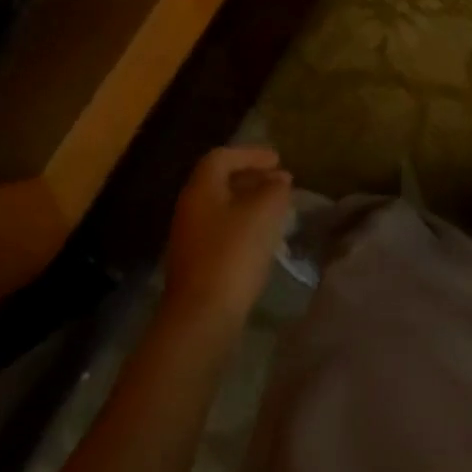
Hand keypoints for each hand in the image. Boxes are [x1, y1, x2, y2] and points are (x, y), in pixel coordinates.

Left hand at [161, 145, 292, 336]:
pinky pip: (222, 230)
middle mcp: (190, 207)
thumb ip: (275, 189)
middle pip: (221, 181)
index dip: (251, 154)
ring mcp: (191, 237)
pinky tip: (264, 238)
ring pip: (223, 207)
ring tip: (277, 209)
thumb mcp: (264, 212)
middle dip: (252, 177)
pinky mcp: (197, 263)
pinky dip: (244, 225)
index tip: (278, 160)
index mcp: (201, 188)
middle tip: (280, 182)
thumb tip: (279, 180)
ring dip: (250, 203)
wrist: (202, 317)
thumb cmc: (233, 254)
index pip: (223, 157)